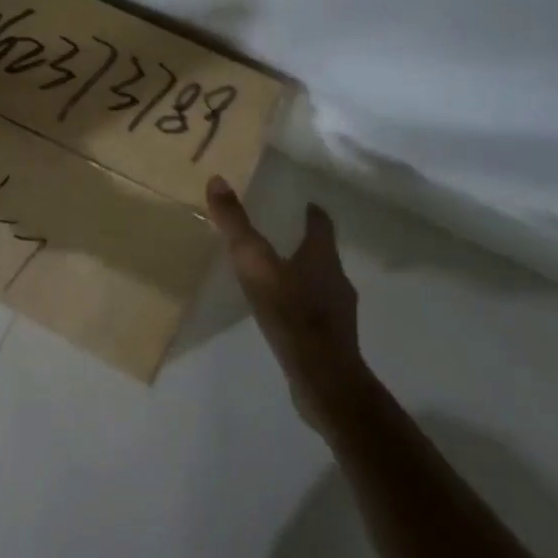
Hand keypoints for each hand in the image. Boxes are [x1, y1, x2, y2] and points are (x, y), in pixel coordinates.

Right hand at [207, 176, 365, 425]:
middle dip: (305, 243)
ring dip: (304, 275)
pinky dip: (303, 306)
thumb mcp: (255, 264)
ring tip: (279, 275)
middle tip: (283, 236)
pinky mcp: (334, 340)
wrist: (323, 378)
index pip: (322, 225)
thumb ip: (236, 225)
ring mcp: (339, 311)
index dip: (313, 213)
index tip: (306, 204)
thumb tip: (217, 179)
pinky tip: (285, 315)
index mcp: (322, 256)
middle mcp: (336, 278)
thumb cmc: (291, 313)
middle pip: (323, 253)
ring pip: (322, 283)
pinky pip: (317, 312)